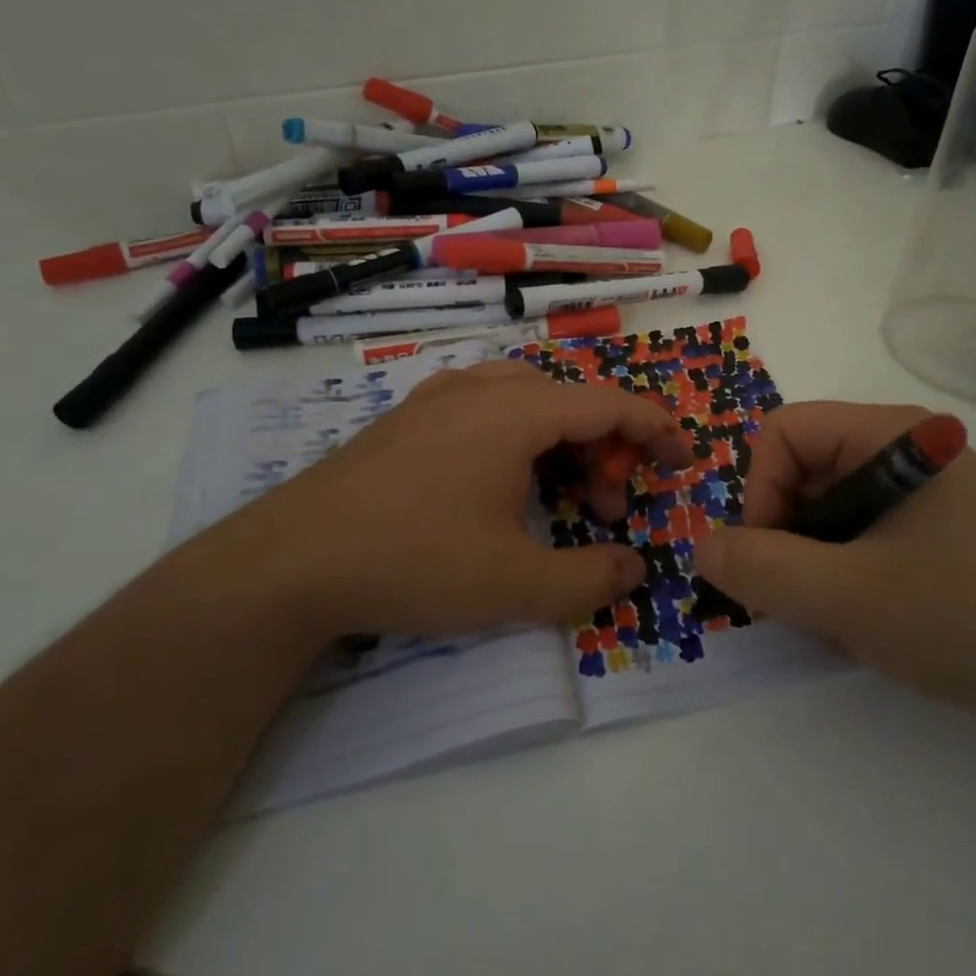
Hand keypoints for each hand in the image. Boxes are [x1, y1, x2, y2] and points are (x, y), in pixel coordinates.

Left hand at [228, 360, 690, 637]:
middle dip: (605, 450)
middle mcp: (480, 389)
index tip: (684, 458)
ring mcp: (437, 398)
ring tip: (559, 501)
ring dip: (561, 444)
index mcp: (515, 413)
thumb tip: (634, 568)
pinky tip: (503, 487)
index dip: (656, 428)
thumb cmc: (413, 563)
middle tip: (608, 510)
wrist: (291, 562)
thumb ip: (590, 580)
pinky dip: (520, 439)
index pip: (608, 402)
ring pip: (527, 401)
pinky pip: (487, 409)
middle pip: (569, 400)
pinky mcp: (408, 419)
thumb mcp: (514, 586)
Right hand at [696, 401, 975, 737]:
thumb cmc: (971, 615)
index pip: (783, 433)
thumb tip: (702, 549)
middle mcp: (900, 452)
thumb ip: (763, 570)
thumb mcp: (852, 596)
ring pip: (824, 515)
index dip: (759, 492)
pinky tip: (862, 627)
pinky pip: (856, 541)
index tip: (770, 562)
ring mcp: (918, 495)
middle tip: (794, 605)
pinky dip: (840, 581)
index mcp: (887, 435)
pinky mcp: (930, 536)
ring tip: (834, 623)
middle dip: (784, 540)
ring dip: (810, 568)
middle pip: (800, 473)